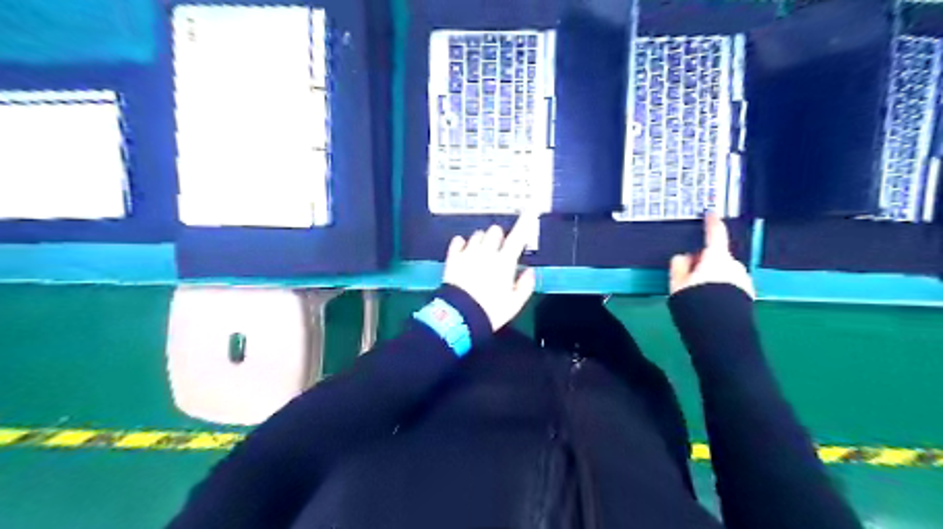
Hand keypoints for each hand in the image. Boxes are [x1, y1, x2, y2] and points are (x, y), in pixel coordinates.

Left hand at [446, 211, 540, 328]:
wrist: (460, 317)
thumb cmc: (490, 311)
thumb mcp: (514, 303)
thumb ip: (525, 285)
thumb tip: (529, 271)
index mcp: (504, 262)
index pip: (518, 236)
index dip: (526, 221)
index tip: (531, 209)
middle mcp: (486, 252)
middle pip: (495, 231)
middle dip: (499, 237)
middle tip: (499, 251)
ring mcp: (467, 253)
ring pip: (477, 235)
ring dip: (482, 241)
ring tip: (481, 254)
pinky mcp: (452, 258)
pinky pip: (458, 241)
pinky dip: (462, 244)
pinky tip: (464, 251)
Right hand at [665, 213, 756, 297]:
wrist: (720, 332)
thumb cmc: (696, 304)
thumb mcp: (677, 285)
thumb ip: (679, 267)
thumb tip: (683, 258)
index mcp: (716, 258)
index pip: (715, 235)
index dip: (712, 222)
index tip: (712, 213)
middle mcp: (734, 266)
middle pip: (718, 257)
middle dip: (706, 262)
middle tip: (689, 276)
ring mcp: (744, 280)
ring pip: (725, 272)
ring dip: (714, 277)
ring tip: (700, 295)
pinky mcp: (748, 295)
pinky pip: (732, 285)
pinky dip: (723, 289)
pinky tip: (712, 303)